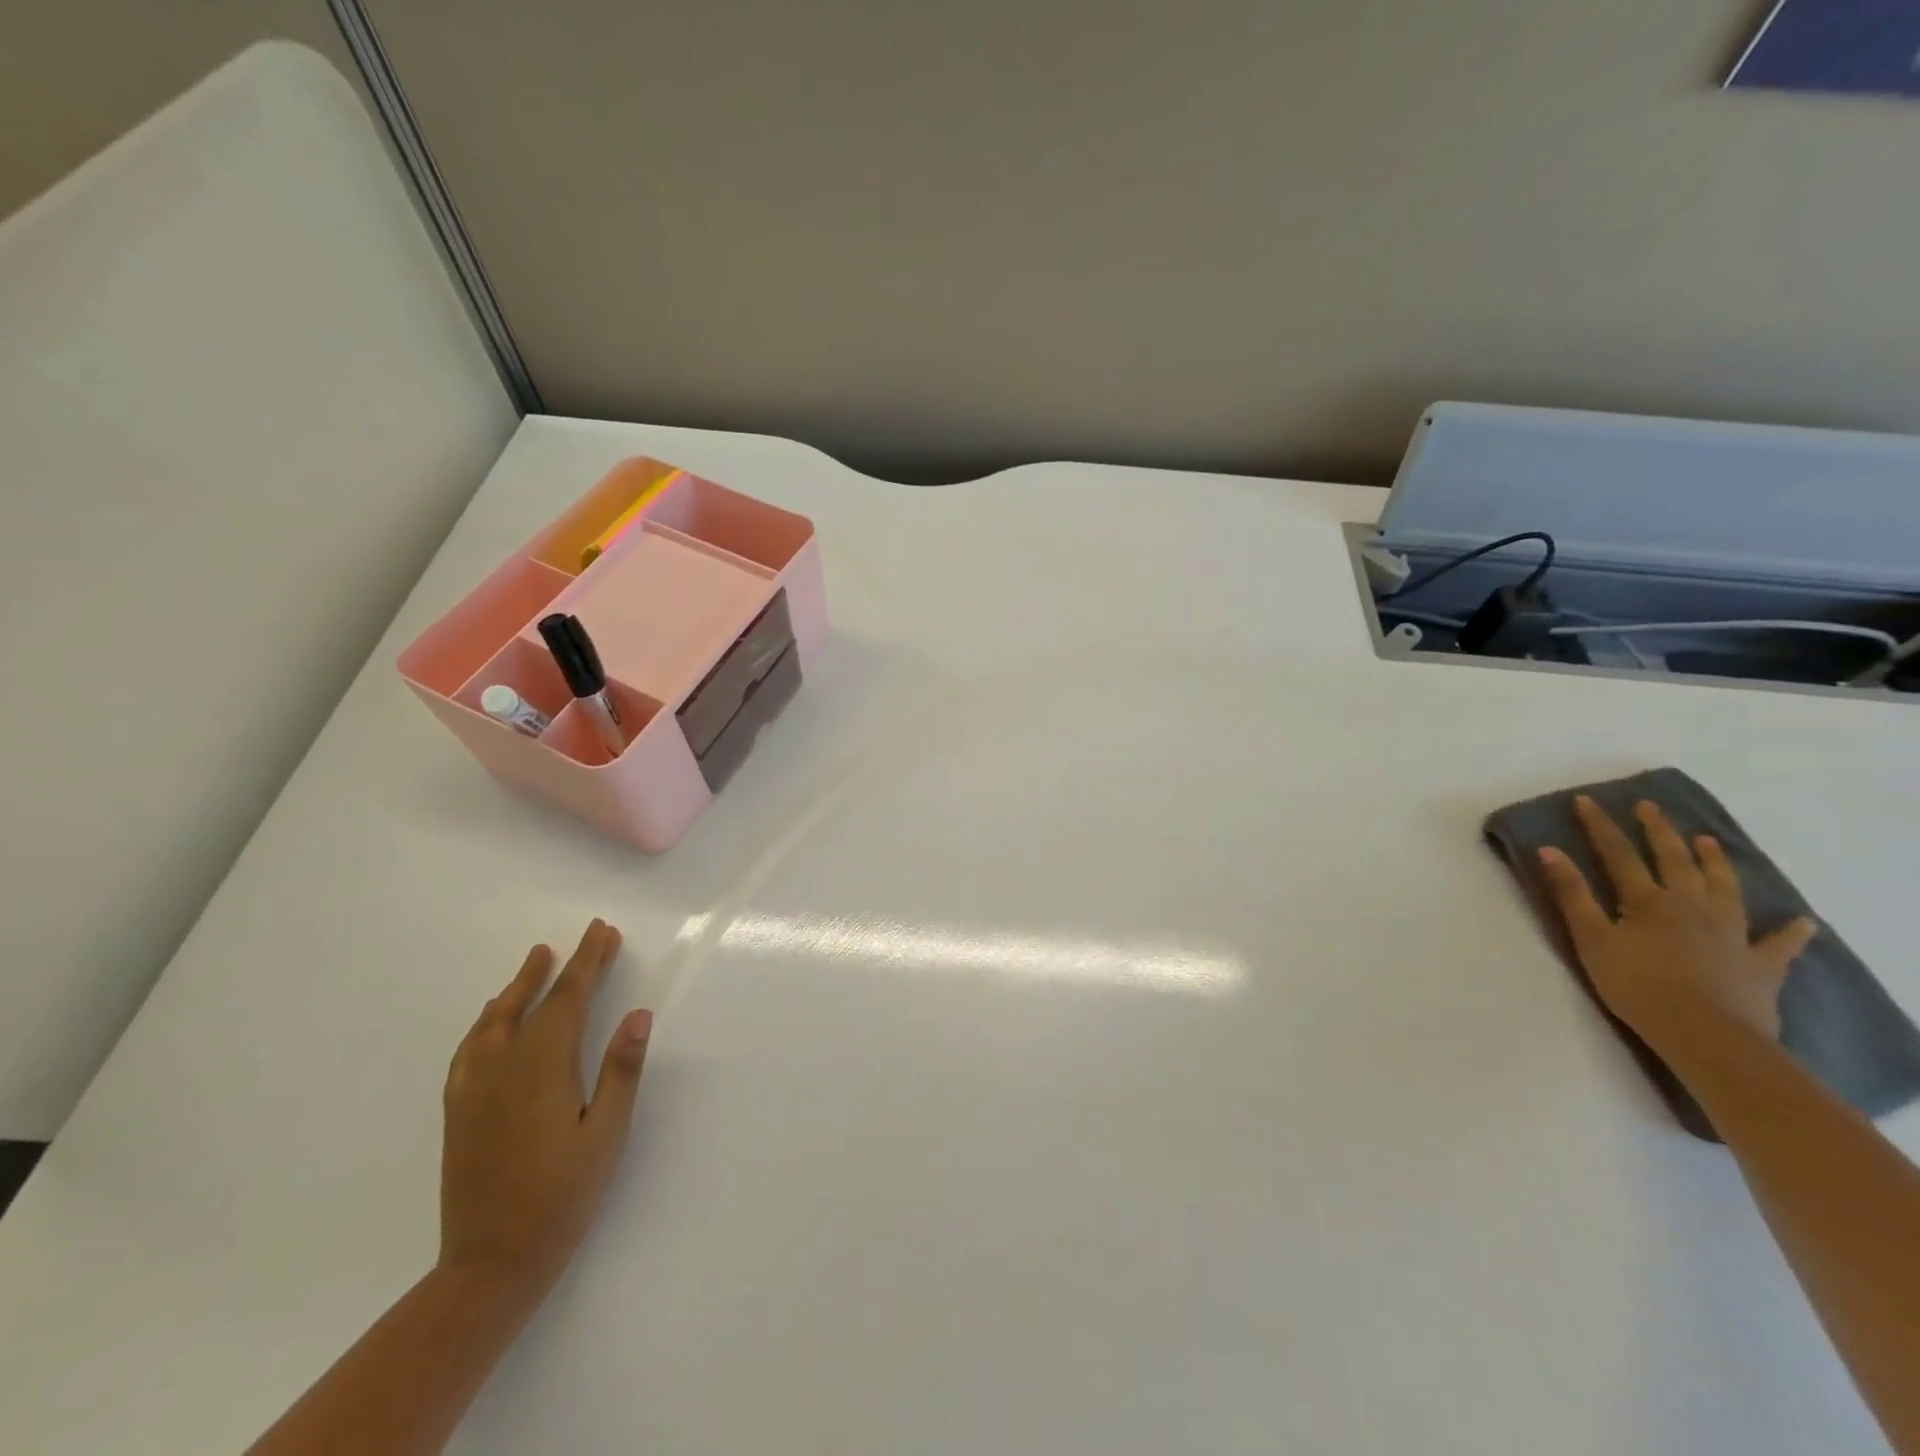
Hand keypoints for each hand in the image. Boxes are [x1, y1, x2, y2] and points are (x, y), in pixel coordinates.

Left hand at [439, 919, 651, 1299]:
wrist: (488, 1266)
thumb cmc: (561, 1198)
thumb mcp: (606, 1135)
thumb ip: (621, 1071)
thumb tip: (638, 1014)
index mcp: (543, 1069)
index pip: (569, 999)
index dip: (589, 962)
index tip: (604, 931)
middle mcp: (503, 1068)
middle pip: (535, 1002)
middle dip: (564, 965)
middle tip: (588, 936)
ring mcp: (474, 1089)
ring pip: (495, 1019)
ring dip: (520, 985)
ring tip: (538, 959)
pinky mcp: (459, 1110)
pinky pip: (470, 1047)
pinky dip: (486, 1020)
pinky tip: (492, 1018)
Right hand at [1538, 798, 1816, 1050]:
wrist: (1707, 1035)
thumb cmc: (1637, 985)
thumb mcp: (1592, 939)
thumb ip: (1572, 894)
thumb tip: (1549, 850)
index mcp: (1648, 900)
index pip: (1618, 854)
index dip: (1600, 826)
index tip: (1586, 801)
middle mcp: (1691, 905)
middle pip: (1674, 860)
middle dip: (1658, 831)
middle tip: (1649, 807)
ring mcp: (1731, 932)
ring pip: (1724, 887)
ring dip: (1714, 862)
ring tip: (1707, 841)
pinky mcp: (1760, 963)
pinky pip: (1779, 943)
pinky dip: (1791, 932)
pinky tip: (1802, 922)